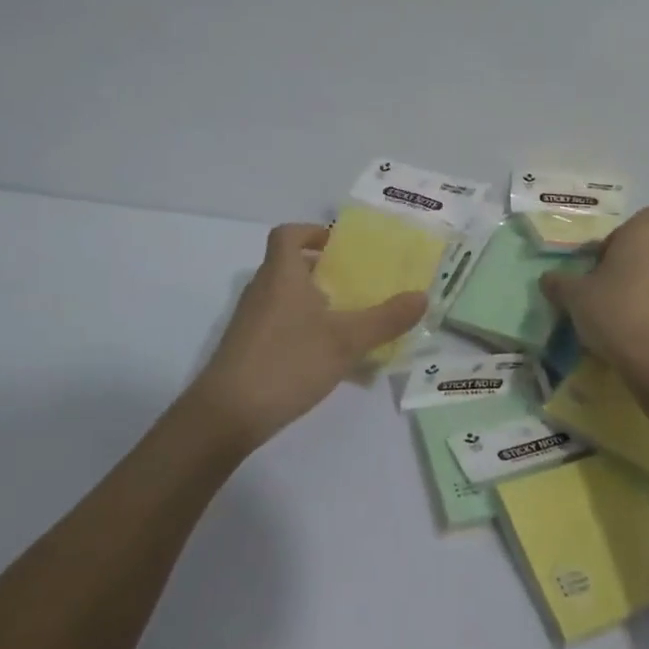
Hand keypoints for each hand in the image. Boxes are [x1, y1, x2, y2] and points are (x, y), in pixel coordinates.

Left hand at [187, 223, 428, 449]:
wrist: (226, 415)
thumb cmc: (287, 362)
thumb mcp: (346, 340)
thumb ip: (385, 319)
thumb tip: (422, 296)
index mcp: (282, 274)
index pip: (288, 234)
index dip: (312, 232)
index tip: (339, 247)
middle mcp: (262, 290)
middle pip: (289, 265)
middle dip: (322, 271)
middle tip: (355, 285)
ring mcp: (250, 321)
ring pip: (284, 297)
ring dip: (313, 302)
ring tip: (347, 321)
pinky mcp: (246, 349)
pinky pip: (278, 324)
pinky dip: (301, 329)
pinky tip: (324, 357)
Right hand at [540, 207, 648, 381]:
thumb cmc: (614, 311)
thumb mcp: (574, 296)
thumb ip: (559, 283)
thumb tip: (547, 278)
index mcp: (642, 237)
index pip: (646, 216)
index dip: (624, 232)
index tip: (604, 254)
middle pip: (647, 248)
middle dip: (627, 262)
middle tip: (600, 285)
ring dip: (638, 287)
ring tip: (613, 311)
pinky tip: (630, 331)